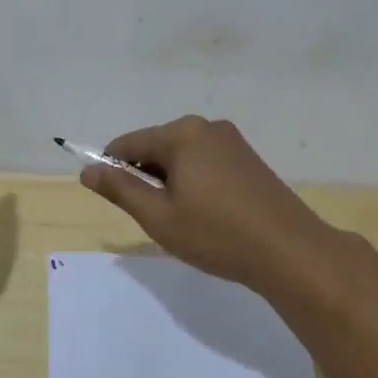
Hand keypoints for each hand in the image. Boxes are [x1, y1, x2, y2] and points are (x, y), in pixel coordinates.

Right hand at [78, 115, 340, 294]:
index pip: (127, 143)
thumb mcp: (159, 217)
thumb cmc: (217, 235)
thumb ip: (121, 189)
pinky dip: (195, 182)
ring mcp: (232, 140)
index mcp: (181, 133)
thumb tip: (87, 170)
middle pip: (156, 146)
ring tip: (185, 220)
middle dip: (146, 177)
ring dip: (171, 182)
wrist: (290, 250)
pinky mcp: (248, 157)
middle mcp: (206, 126)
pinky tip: (208, 214)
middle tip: (157, 218)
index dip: (112, 170)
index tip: (115, 202)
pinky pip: (206, 162)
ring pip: (182, 156)